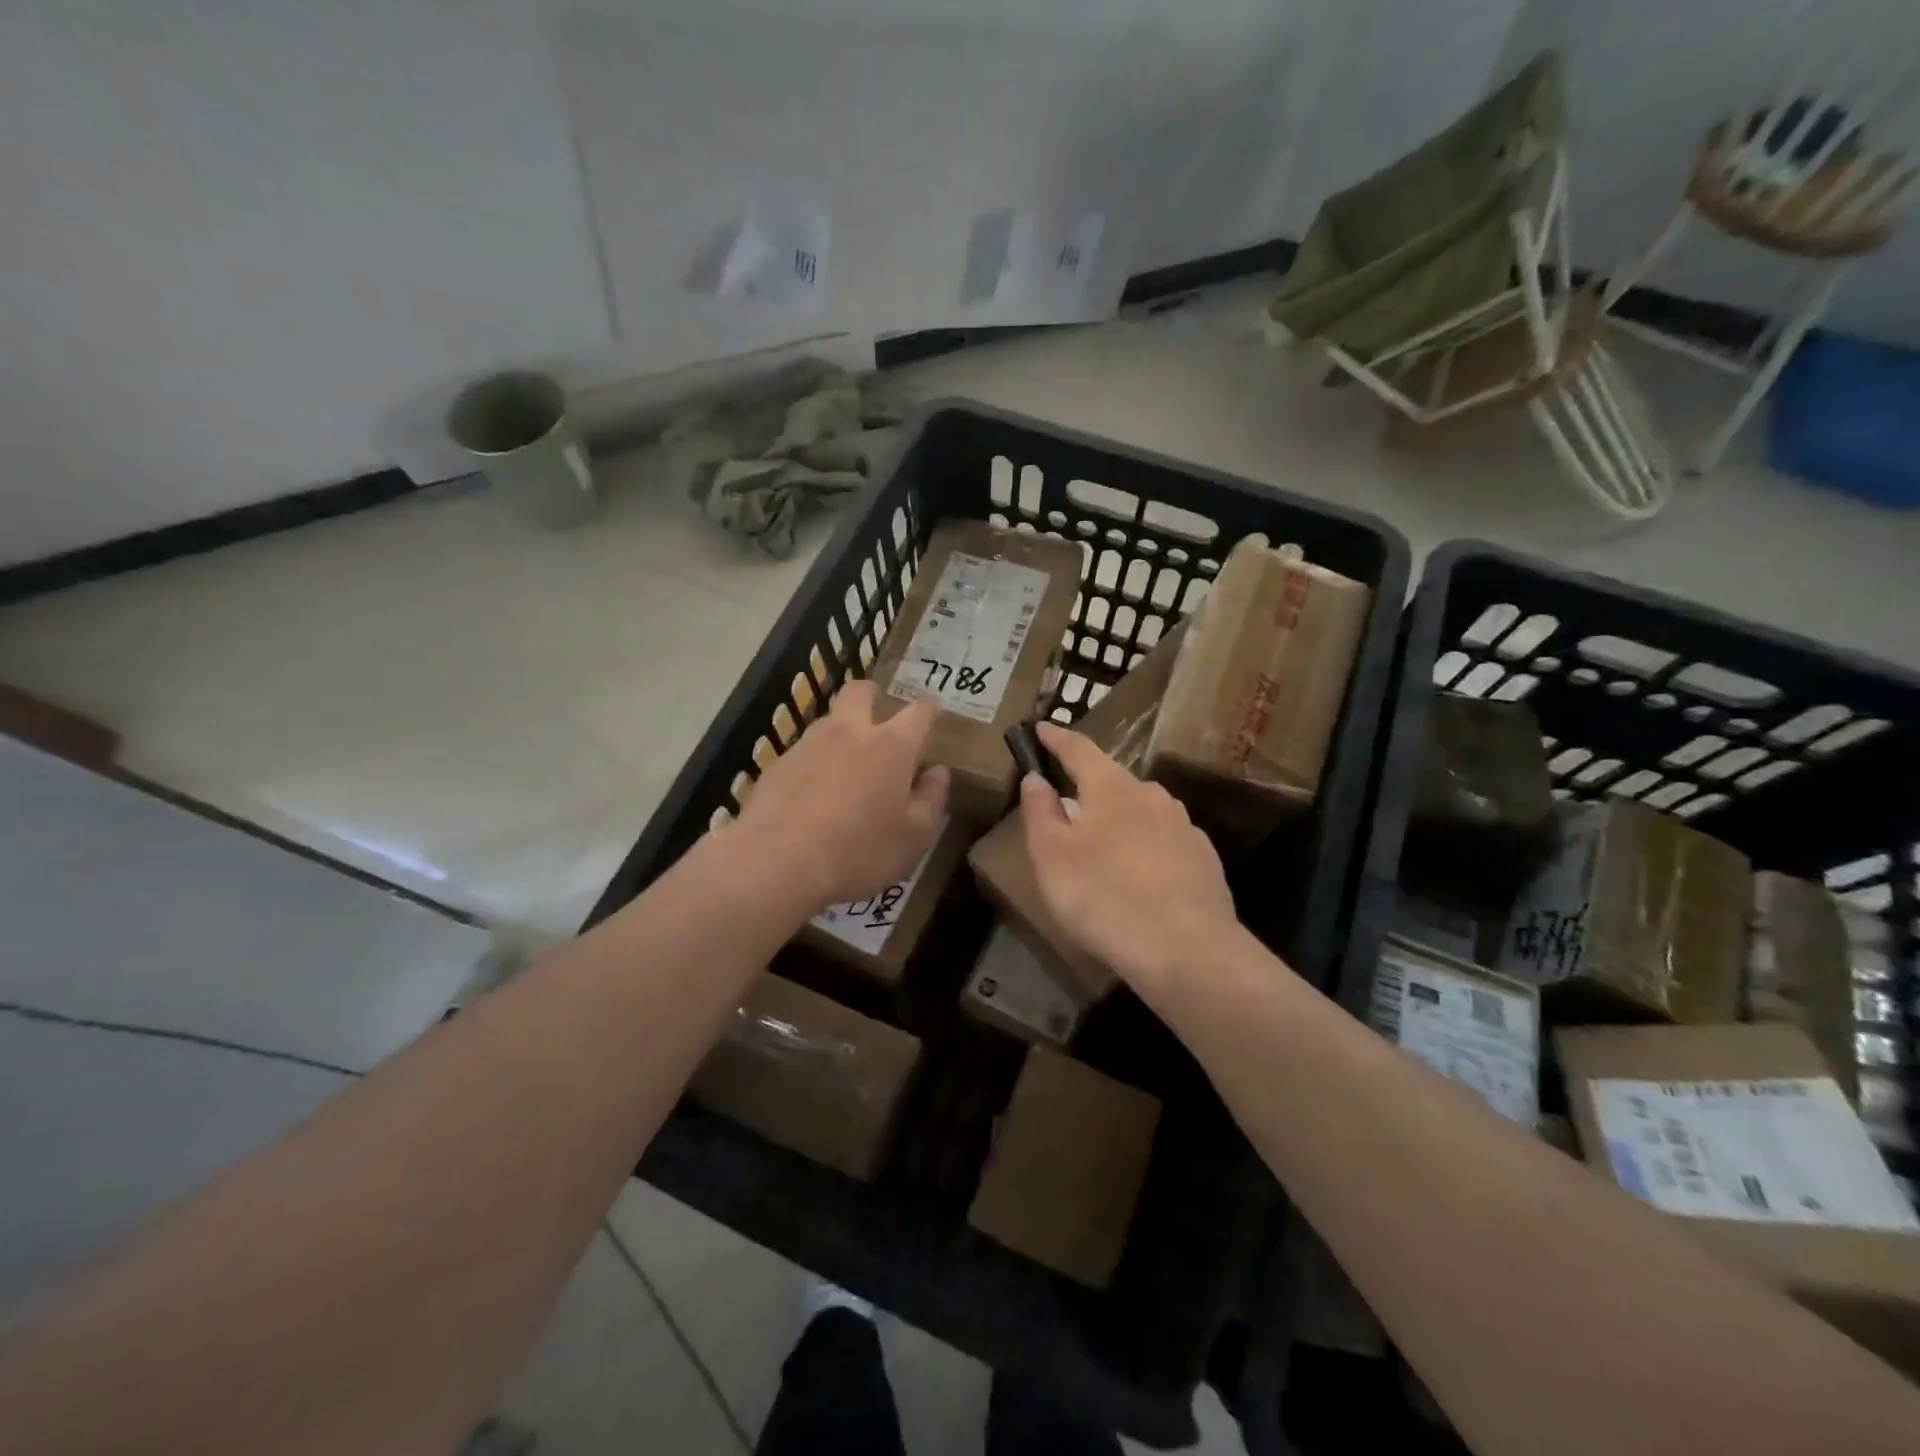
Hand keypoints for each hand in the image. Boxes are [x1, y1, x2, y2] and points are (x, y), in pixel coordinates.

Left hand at [730, 680, 948, 913]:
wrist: (777, 862)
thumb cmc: (860, 851)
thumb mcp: (913, 837)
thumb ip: (931, 799)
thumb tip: (937, 772)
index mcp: (892, 745)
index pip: (919, 712)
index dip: (930, 711)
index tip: (933, 716)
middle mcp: (849, 732)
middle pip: (861, 692)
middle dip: (874, 696)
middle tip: (880, 716)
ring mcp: (808, 744)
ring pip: (829, 720)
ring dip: (842, 731)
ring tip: (847, 763)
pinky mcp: (778, 764)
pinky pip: (804, 751)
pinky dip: (815, 762)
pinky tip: (814, 792)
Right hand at [1018, 721, 1239, 992]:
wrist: (1186, 950)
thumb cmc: (1103, 896)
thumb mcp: (1051, 855)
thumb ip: (1040, 811)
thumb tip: (1036, 778)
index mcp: (1112, 787)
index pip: (1079, 749)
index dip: (1056, 738)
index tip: (1041, 727)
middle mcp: (1152, 796)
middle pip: (1114, 782)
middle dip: (1090, 789)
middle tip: (1069, 809)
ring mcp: (1184, 828)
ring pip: (1143, 813)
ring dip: (1121, 822)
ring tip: (1104, 850)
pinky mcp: (1205, 861)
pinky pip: (1165, 844)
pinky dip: (1146, 851)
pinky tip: (1141, 880)